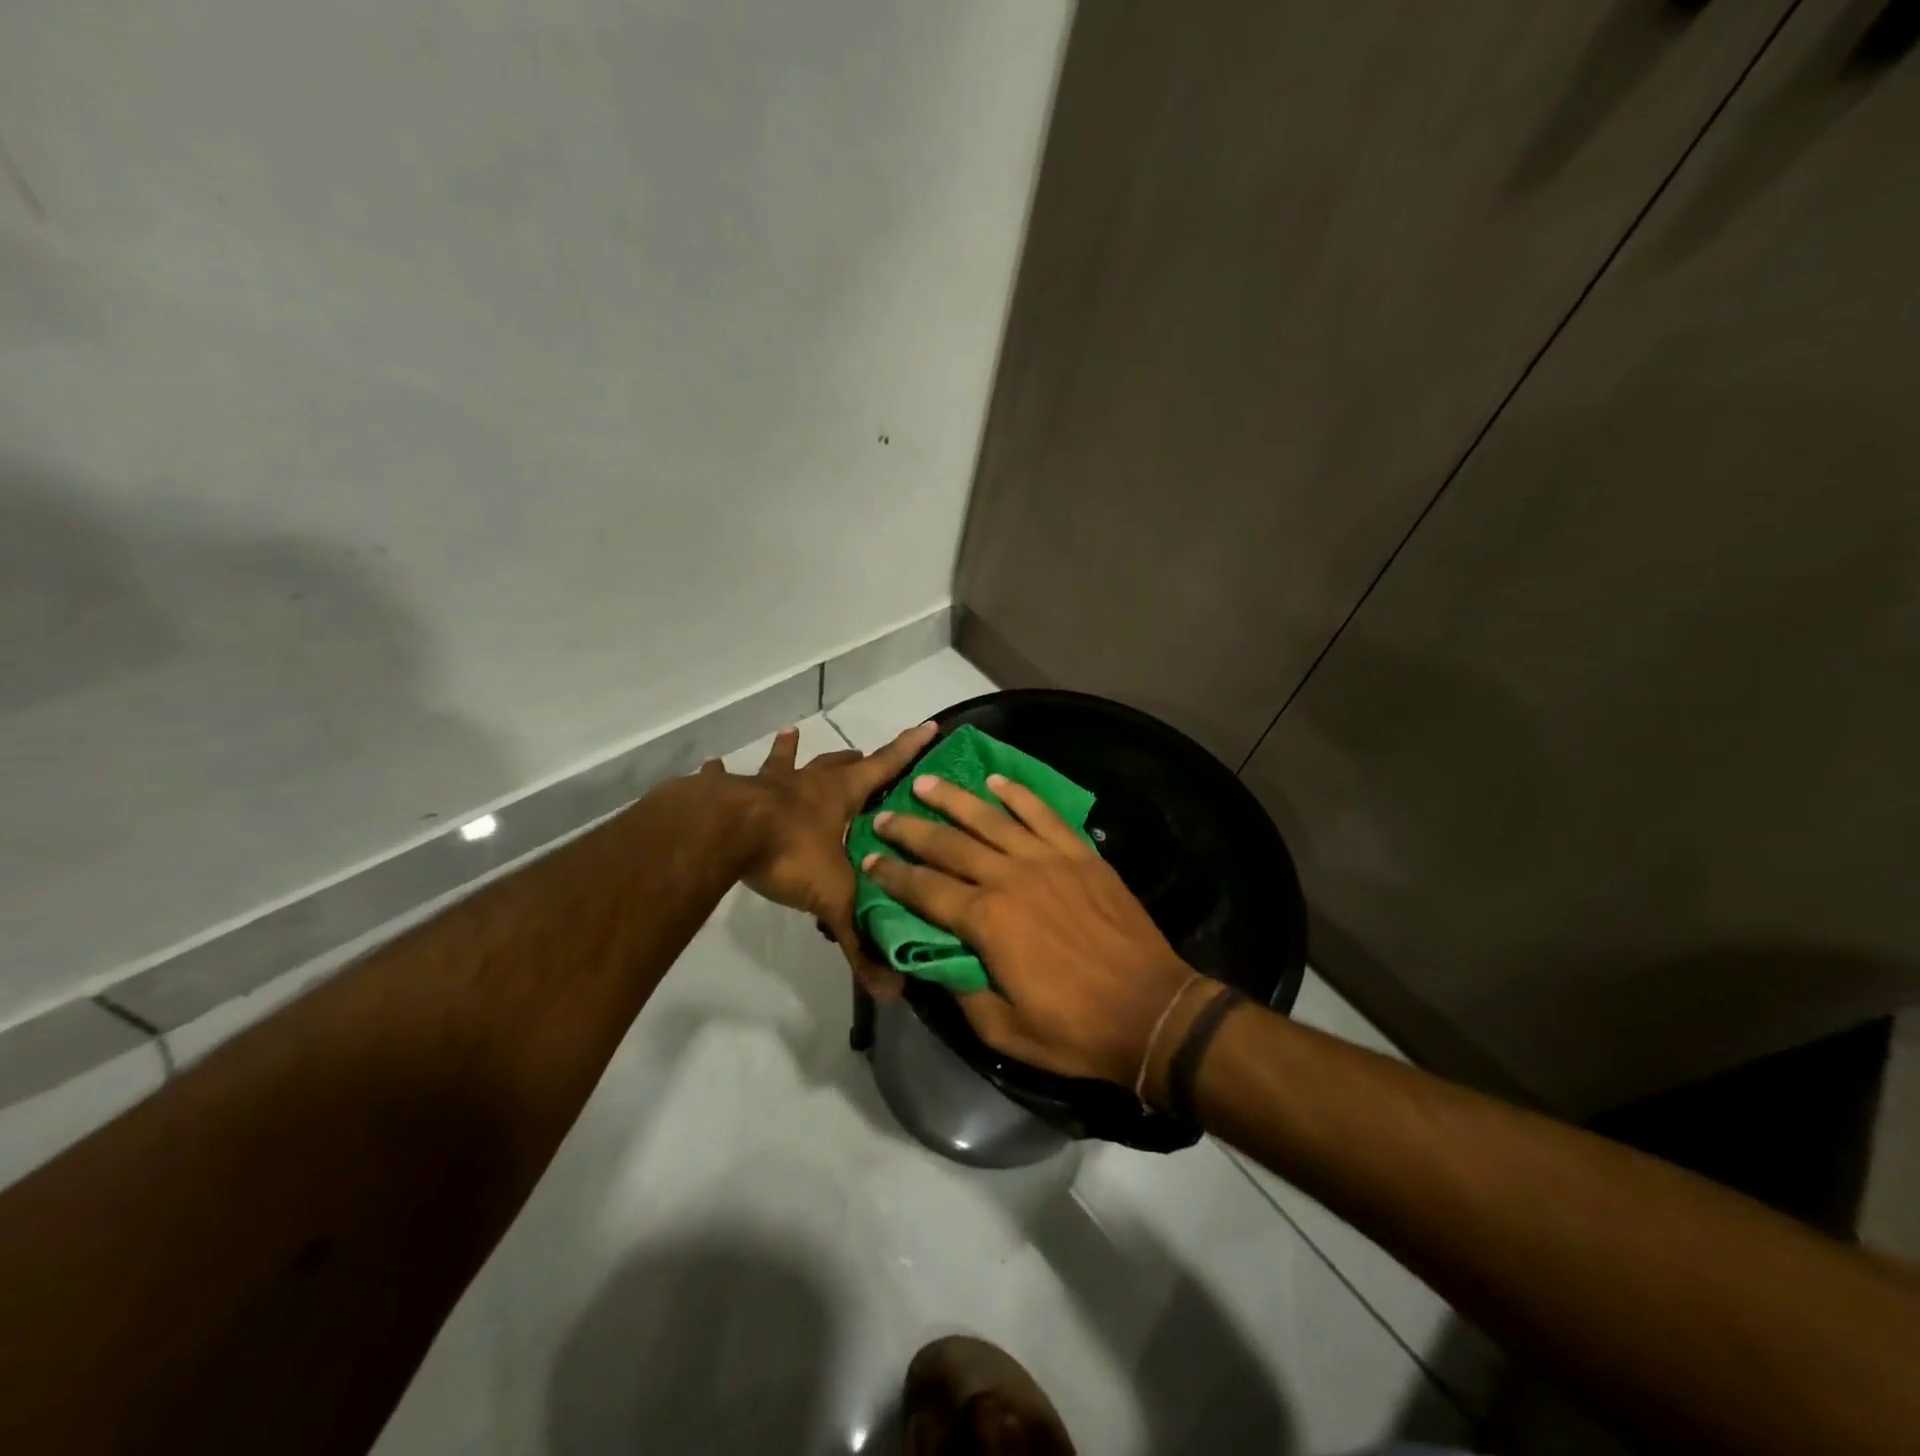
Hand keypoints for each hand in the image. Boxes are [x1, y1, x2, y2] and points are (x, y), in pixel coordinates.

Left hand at [710, 721, 934, 997]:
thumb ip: (858, 941)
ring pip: (781, 762)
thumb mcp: (832, 899)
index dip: (908, 748)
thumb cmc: (788, 853)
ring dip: (787, 752)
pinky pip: (722, 779)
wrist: (721, 834)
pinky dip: (718, 773)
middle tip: (861, 757)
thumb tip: (890, 991)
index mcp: (838, 796)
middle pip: (835, 764)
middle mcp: (804, 783)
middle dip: (852, 760)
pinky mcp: (724, 793)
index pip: (884, 766)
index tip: (927, 725)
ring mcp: (762, 784)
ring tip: (790, 734)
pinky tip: (711, 764)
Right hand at [863, 773, 1198, 1087]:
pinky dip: (1018, 795)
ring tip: (926, 782)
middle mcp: (1010, 878)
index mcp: (987, 920)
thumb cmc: (1074, 1028)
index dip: (892, 874)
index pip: (925, 889)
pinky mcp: (1080, 855)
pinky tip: (996, 782)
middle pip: (949, 844)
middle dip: (911, 829)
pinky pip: (1042, 814)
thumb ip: (961, 989)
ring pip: (991, 818)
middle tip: (884, 815)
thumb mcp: (1002, 1029)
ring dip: (954, 798)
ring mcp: (1048, 860)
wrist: (1151, 1010)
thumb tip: (934, 959)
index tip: (868, 860)